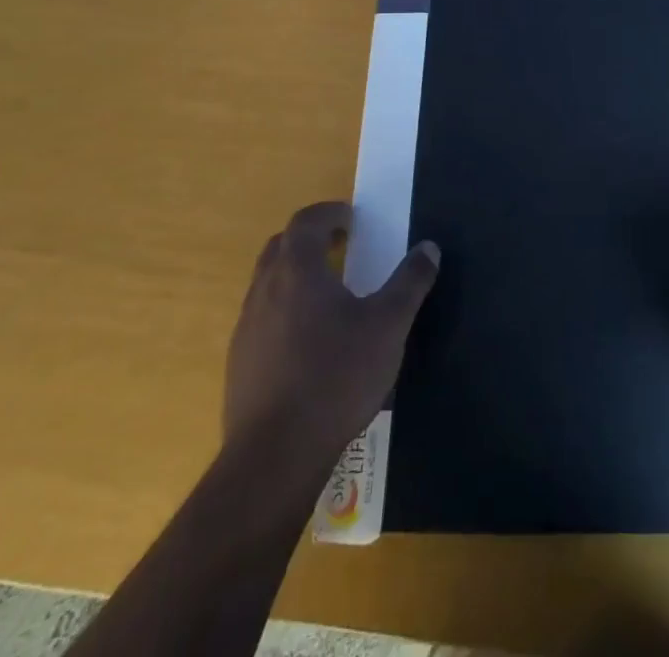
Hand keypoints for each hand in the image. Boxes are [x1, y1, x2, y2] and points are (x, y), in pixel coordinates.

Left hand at [222, 202, 439, 475]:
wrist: (274, 457)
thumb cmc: (336, 377)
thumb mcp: (389, 325)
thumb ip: (410, 282)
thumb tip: (429, 247)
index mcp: (298, 269)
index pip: (306, 221)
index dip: (330, 213)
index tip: (352, 220)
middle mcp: (265, 289)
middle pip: (281, 247)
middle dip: (311, 240)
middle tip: (342, 248)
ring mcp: (246, 327)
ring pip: (268, 283)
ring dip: (296, 276)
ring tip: (329, 295)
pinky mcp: (239, 363)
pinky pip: (262, 318)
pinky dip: (285, 311)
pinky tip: (309, 343)